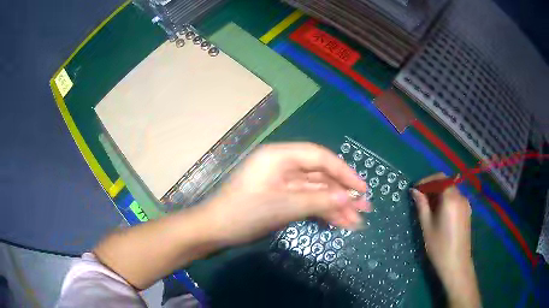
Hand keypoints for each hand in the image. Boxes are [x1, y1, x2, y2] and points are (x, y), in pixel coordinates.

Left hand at [203, 142, 369, 245]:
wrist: (215, 230)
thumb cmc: (245, 213)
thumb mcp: (284, 206)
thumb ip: (319, 199)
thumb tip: (349, 197)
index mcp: (280, 156)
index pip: (319, 157)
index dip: (344, 172)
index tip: (362, 188)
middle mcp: (283, 165)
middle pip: (320, 176)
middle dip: (342, 193)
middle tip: (364, 209)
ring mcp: (281, 183)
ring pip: (315, 191)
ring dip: (335, 206)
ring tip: (355, 222)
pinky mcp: (280, 197)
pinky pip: (306, 201)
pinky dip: (321, 211)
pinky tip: (338, 222)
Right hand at [411, 173, 480, 306]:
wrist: (456, 263)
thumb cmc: (439, 246)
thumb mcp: (427, 226)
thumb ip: (421, 205)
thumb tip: (414, 191)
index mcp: (450, 198)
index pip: (439, 178)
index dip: (426, 181)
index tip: (415, 189)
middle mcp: (460, 196)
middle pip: (446, 183)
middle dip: (432, 187)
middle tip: (420, 198)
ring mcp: (466, 203)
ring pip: (451, 191)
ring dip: (439, 193)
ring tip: (428, 206)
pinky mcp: (467, 211)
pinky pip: (455, 199)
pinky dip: (446, 200)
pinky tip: (439, 212)